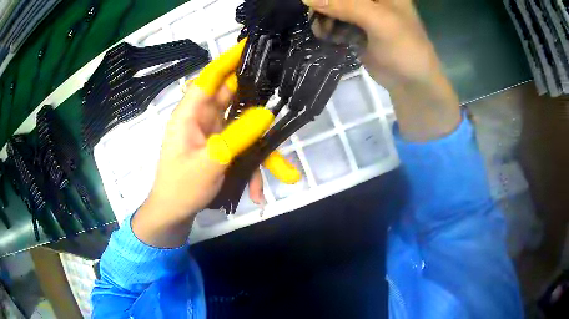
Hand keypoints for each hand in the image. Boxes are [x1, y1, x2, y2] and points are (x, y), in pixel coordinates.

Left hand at [133, 40, 282, 247]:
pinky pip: (242, 151)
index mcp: (189, 115)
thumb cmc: (182, 187)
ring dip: (263, 152)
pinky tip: (258, 192)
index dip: (227, 61)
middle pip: (232, 99)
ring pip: (244, 130)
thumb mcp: (211, 162)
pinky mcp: (220, 149)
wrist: (174, 214)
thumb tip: (267, 113)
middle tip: (282, 92)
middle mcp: (202, 120)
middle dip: (257, 100)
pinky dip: (252, 169)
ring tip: (286, 174)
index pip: (209, 79)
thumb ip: (238, 136)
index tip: (248, 46)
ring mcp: (213, 135)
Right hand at [304, 0, 460, 140]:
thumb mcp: (379, 21)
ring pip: (335, 7)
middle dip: (326, 4)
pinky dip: (328, 27)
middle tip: (317, 17)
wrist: (412, 84)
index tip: (317, 4)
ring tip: (323, 31)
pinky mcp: (358, 29)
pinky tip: (326, 36)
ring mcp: (365, 14)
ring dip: (324, 17)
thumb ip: (345, 5)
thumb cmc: (404, 49)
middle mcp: (374, 0)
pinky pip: (336, 22)